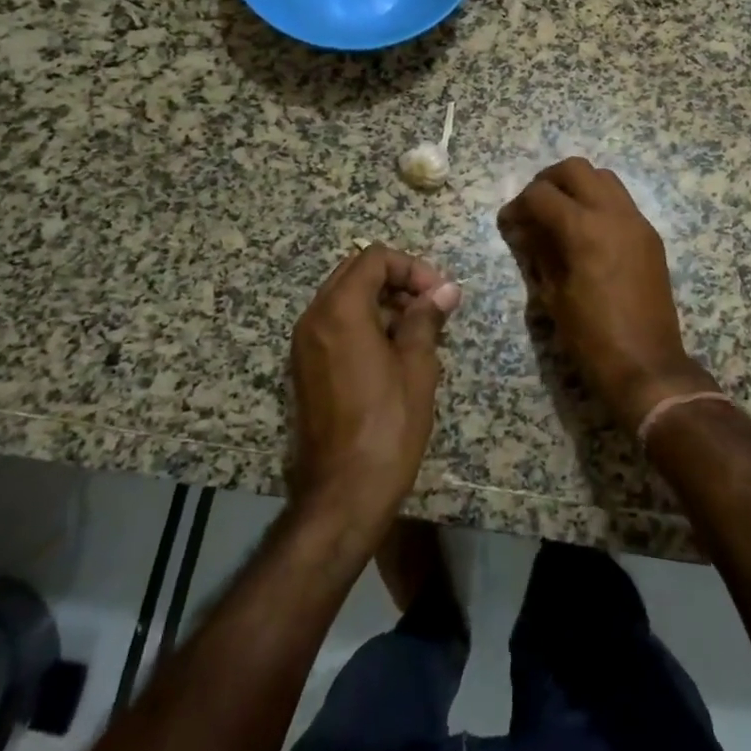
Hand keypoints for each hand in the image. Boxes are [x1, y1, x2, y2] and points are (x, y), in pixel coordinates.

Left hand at [287, 245, 460, 528]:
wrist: (344, 492)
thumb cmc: (388, 424)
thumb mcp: (417, 366)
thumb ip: (427, 318)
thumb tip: (446, 290)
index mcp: (339, 310)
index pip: (374, 259)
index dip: (412, 268)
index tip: (440, 295)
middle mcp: (314, 318)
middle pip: (355, 273)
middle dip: (396, 281)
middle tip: (430, 307)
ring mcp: (304, 345)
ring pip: (344, 299)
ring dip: (382, 303)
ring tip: (419, 332)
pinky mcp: (305, 369)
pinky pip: (336, 326)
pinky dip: (365, 324)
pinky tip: (394, 353)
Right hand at [497, 158, 716, 430]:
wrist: (647, 365)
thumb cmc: (591, 337)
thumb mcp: (553, 296)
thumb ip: (538, 252)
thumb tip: (524, 229)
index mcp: (584, 229)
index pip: (540, 194)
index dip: (517, 205)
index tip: (508, 223)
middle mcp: (613, 214)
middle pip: (575, 169)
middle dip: (547, 181)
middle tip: (533, 207)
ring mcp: (637, 222)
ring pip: (603, 177)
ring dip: (577, 186)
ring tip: (560, 214)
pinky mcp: (650, 236)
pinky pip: (621, 201)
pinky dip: (599, 202)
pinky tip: (586, 231)